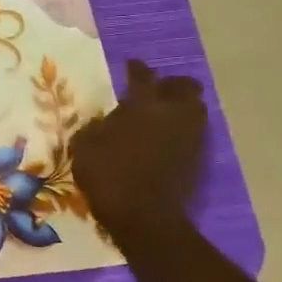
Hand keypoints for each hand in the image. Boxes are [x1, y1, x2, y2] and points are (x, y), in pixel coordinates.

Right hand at [71, 60, 207, 240]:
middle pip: (184, 88)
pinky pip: (191, 135)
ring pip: (193, 110)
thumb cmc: (109, 174)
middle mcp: (174, 113)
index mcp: (144, 104)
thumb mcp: (84, 146)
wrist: (145, 216)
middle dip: (171, 85)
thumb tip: (104, 122)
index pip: (143, 76)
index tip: (131, 65)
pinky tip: (162, 141)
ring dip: (178, 109)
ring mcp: (190, 137)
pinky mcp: (197, 159)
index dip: (136, 68)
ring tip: (159, 117)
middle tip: (154, 91)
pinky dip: (179, 133)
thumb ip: (95, 127)